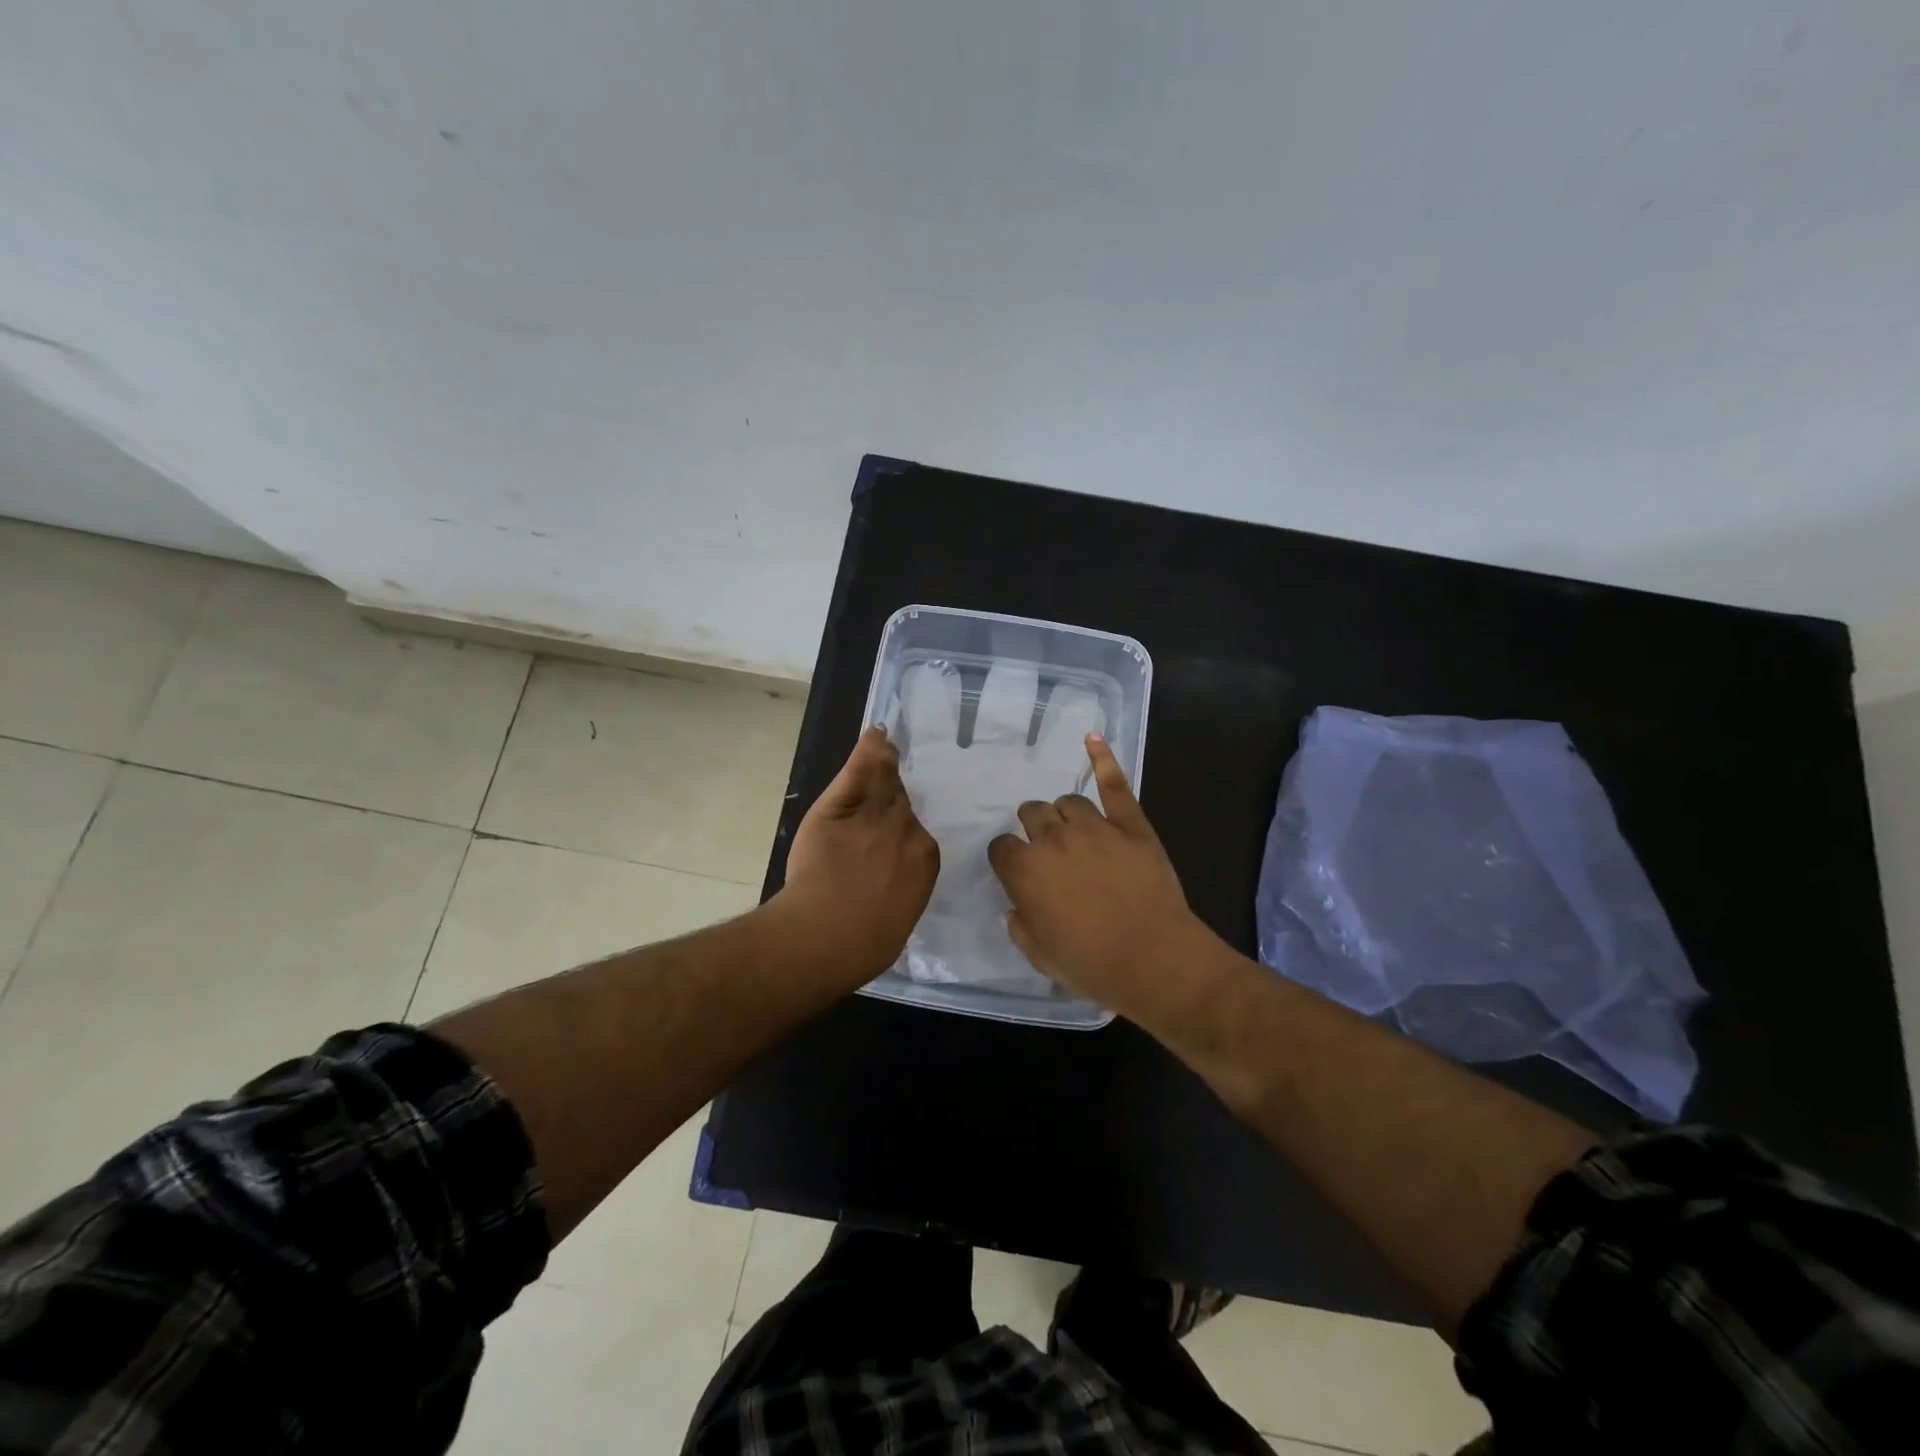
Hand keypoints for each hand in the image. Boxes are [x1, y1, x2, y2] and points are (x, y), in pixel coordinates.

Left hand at [774, 726, 938, 984]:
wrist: (827, 936)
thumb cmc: (865, 943)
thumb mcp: (899, 917)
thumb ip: (905, 890)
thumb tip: (902, 887)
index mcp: (926, 858)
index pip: (916, 829)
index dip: (902, 823)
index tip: (894, 823)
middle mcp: (906, 829)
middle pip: (901, 800)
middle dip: (893, 795)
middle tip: (888, 786)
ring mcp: (874, 814)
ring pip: (883, 782)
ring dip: (884, 765)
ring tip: (885, 747)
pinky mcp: (841, 807)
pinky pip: (859, 771)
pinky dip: (868, 750)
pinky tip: (875, 733)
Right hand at [987, 735, 1218, 1023]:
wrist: (1154, 959)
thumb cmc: (1092, 964)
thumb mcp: (1039, 955)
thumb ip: (1019, 924)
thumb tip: (1017, 906)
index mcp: (1025, 870)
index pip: (1001, 847)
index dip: (1008, 858)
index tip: (1017, 869)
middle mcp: (1053, 839)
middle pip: (1032, 814)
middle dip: (1033, 827)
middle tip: (1047, 849)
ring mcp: (1094, 826)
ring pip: (1067, 802)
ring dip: (1063, 813)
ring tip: (1072, 828)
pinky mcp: (1130, 823)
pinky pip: (1114, 784)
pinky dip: (1102, 759)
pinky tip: (1092, 737)